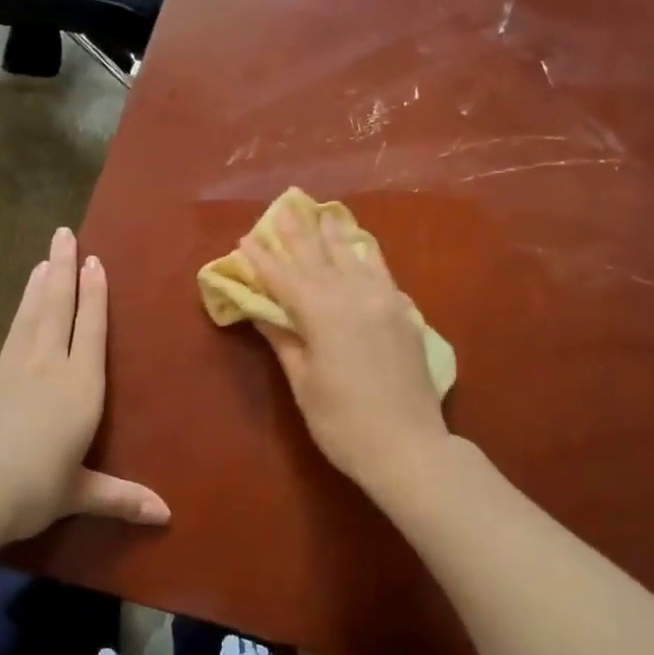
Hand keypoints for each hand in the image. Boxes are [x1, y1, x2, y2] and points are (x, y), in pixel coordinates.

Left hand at [0, 227, 169, 543]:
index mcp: (80, 386)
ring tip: (42, 258)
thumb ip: (122, 497)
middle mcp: (47, 366)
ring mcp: (5, 368)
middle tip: (65, 234)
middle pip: (58, 309)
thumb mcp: (82, 493)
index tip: (95, 261)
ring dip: (34, 287)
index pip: (93, 329)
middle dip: (64, 270)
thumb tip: (167, 516)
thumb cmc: (35, 490)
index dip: (96, 294)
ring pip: (25, 318)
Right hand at [240, 205, 451, 492]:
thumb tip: (262, 312)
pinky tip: (362, 245)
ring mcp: (384, 301)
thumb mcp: (304, 383)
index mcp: (323, 312)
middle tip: (283, 207)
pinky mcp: (404, 314)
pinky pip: (382, 272)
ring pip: (354, 257)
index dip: (263, 259)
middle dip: (298, 234)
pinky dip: (367, 255)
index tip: (246, 238)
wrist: (408, 447)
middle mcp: (354, 295)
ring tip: (322, 213)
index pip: (285, 278)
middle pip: (319, 258)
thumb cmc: (343, 422)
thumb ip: (284, 340)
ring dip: (334, 235)